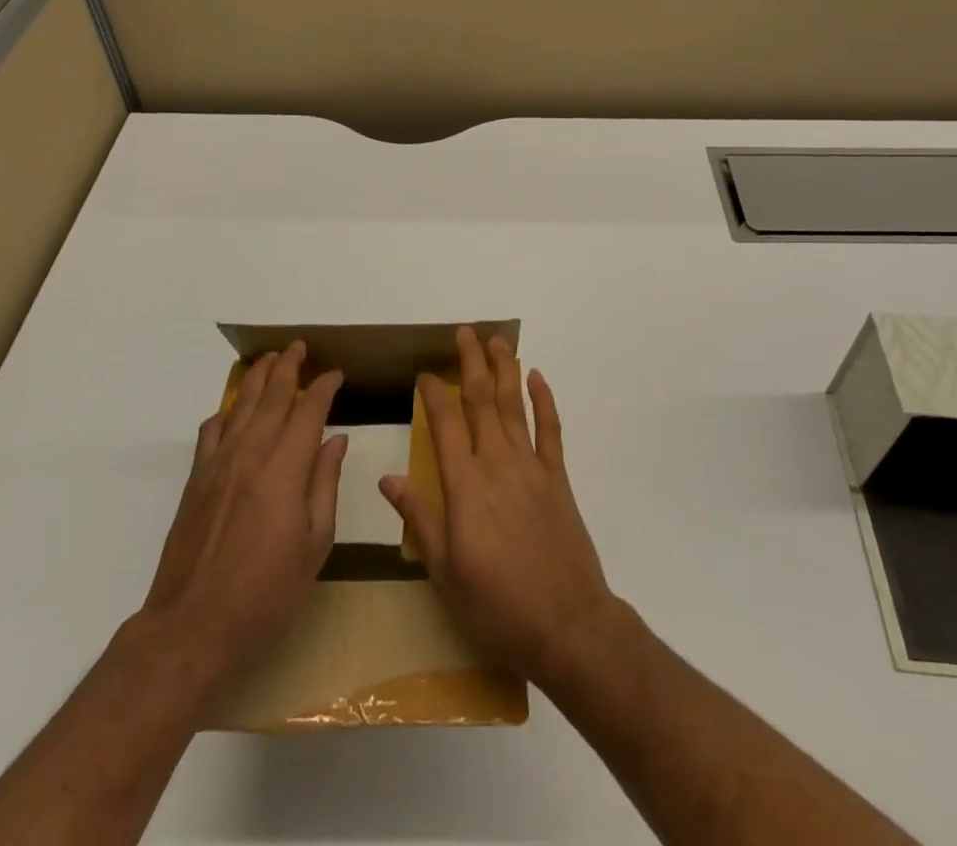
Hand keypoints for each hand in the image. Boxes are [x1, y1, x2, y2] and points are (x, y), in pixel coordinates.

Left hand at [143, 342, 346, 676]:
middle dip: (288, 367)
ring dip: (257, 378)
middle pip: (272, 397)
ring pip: (241, 405)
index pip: (308, 412)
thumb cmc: (265, 593)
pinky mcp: (196, 480)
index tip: (335, 374)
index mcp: (284, 470)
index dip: (323, 388)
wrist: (192, 627)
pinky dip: (226, 410)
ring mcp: (218, 465)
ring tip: (270, 359)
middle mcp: (250, 455)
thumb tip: (335, 441)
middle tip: (299, 346)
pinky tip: (234, 408)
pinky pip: (212, 430)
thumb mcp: (314, 545)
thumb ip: (324, 485)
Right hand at [378, 326, 617, 684]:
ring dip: (504, 370)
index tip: (425, 372)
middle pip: (481, 401)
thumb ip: (419, 519)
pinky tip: (537, 377)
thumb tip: (388, 477)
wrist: (567, 625)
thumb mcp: (445, 572)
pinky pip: (550, 430)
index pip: (445, 424)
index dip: (433, 393)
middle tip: (464, 332)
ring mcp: (531, 468)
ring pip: (514, 406)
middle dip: (471, 363)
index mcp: (465, 487)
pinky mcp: (558, 479)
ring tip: (496, 341)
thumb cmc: (497, 605)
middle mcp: (497, 464)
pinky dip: (544, 400)